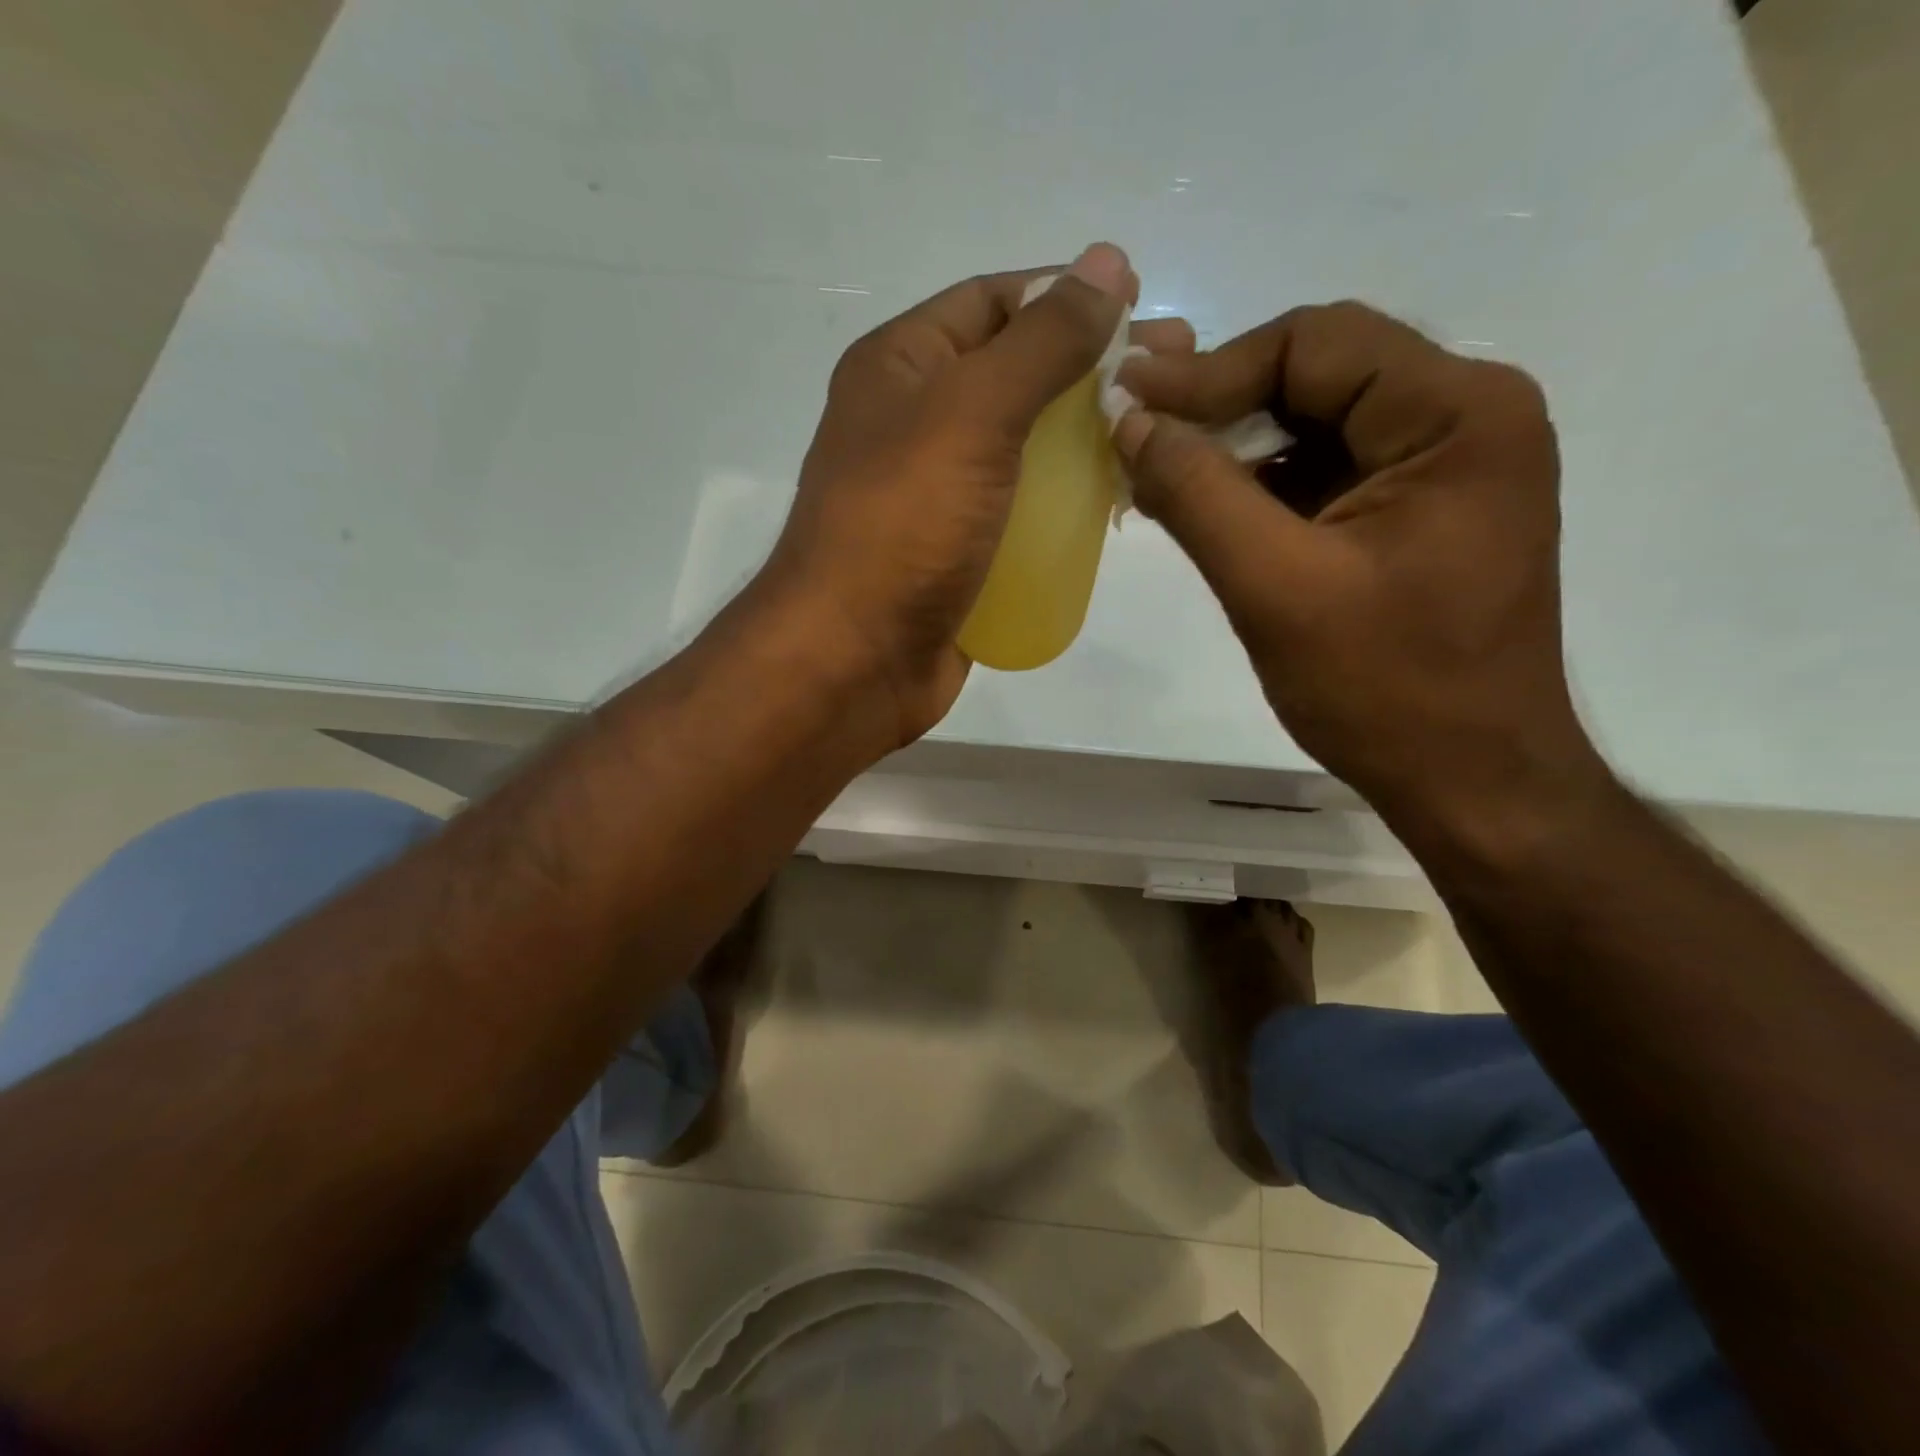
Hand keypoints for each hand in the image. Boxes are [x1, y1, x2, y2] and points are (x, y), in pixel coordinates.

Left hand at [759, 244, 1134, 746]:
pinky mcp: (962, 554)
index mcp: (900, 367)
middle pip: (1017, 375)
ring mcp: (940, 495)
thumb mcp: (971, 413)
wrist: (853, 661)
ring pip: (1026, 449)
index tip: (1141, 306)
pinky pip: (1024, 512)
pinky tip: (1119, 502)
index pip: (992, 301)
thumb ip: (1042, 341)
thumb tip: (1107, 262)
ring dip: (1088, 439)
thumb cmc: (903, 526)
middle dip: (1092, 370)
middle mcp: (916, 422)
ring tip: (1159, 437)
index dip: (1065, 295)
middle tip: (1174, 376)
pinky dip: (1068, 503)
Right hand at [1112, 301, 1602, 837]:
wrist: (1470, 782)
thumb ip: (1197, 493)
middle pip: (1319, 374)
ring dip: (1234, 451)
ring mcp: (1446, 468)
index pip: (1315, 343)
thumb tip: (1129, 421)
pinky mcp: (1419, 514)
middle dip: (1220, 407)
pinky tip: (1207, 514)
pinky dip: (1262, 489)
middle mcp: (1466, 418)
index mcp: (1458, 414)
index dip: (1210, 371)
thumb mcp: (1275, 586)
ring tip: (1158, 480)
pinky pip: (1327, 474)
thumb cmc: (1385, 689)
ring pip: (1317, 425)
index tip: (1126, 404)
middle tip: (1135, 437)